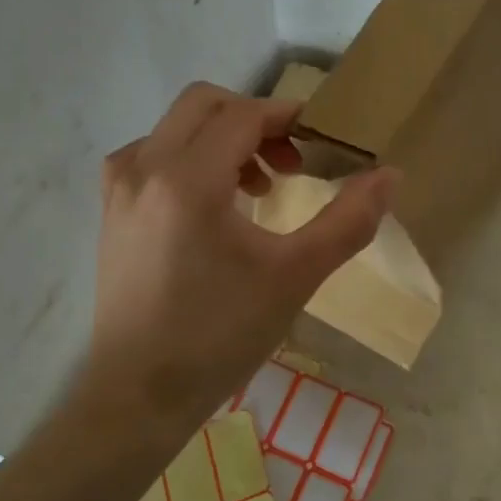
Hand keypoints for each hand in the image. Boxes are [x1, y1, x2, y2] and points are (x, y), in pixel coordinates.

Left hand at [85, 83, 396, 433]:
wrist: (138, 396)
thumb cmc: (220, 335)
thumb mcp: (296, 276)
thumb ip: (348, 220)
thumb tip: (389, 174)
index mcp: (187, 179)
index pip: (242, 115)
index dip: (286, 116)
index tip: (319, 140)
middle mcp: (144, 167)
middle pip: (203, 104)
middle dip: (254, 119)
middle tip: (289, 163)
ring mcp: (120, 188)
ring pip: (175, 128)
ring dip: (222, 139)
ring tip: (258, 189)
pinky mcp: (111, 211)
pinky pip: (152, 155)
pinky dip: (189, 159)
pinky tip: (212, 205)